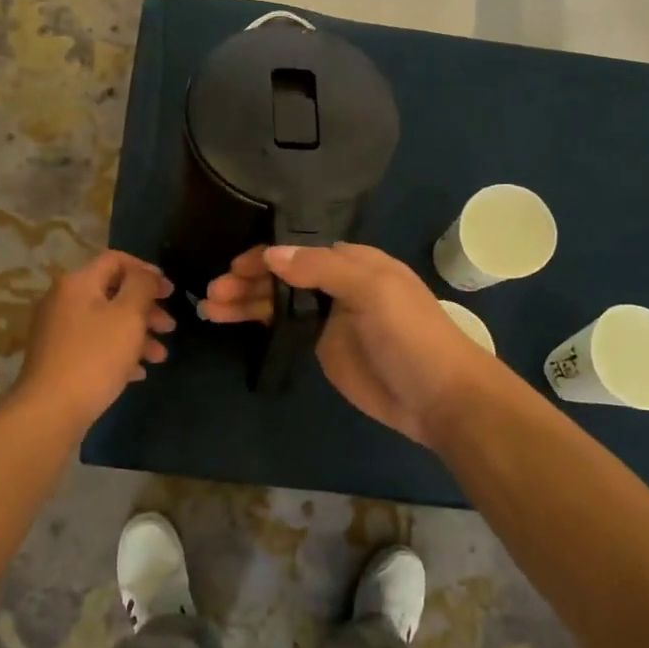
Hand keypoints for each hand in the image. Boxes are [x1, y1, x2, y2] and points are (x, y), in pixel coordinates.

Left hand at [16, 251, 175, 428]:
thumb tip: (146, 274)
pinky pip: (95, 345)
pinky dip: (118, 352)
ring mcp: (58, 330)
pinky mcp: (58, 357)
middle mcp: (63, 300)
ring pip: (106, 322)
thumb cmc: (96, 356)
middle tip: (170, 326)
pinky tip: (137, 372)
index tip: (170, 291)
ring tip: (159, 357)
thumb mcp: (129, 315)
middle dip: (146, 308)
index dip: (147, 271)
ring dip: (137, 334)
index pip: (116, 260)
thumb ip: (142, 286)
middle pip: (113, 292)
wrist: (51, 409)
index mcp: (78, 283)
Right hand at [200, 243, 498, 447]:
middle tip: (212, 294)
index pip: (299, 250)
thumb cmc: (411, 335)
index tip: (232, 266)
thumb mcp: (374, 291)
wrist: (438, 397)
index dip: (265, 255)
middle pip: (283, 276)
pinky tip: (231, 322)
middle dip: (247, 280)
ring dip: (245, 302)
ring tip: (210, 309)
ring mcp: (327, 318)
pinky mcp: (321, 349)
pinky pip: (283, 329)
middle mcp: (337, 284)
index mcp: (353, 262)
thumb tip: (271, 254)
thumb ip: (323, 269)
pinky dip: (257, 324)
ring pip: (277, 302)